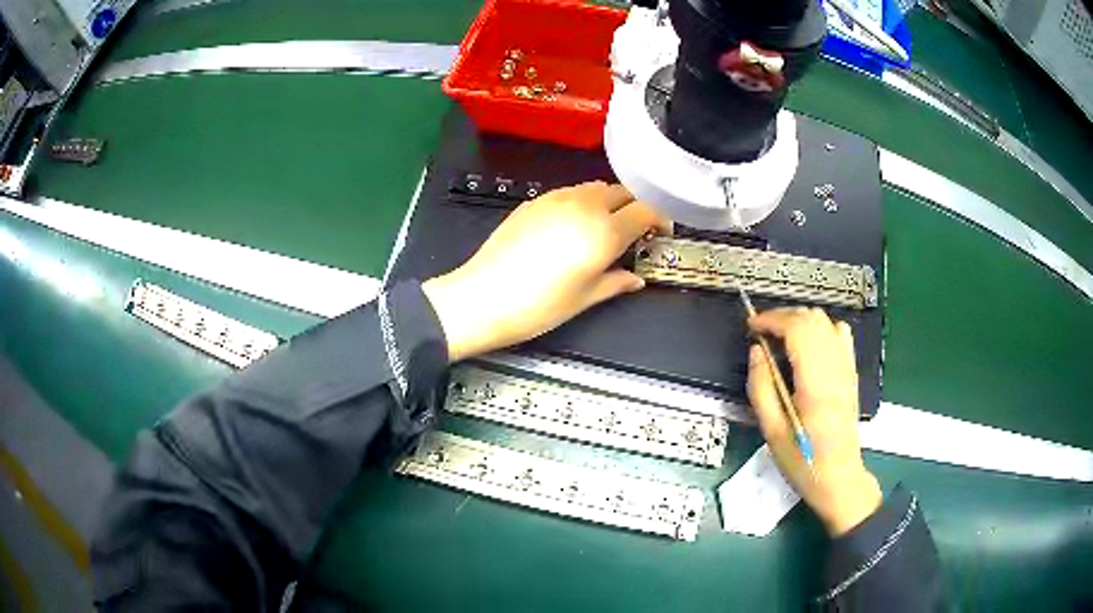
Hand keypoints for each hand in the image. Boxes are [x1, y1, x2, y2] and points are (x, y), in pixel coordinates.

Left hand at [422, 182, 669, 361]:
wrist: (482, 298)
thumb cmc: (537, 306)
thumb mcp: (584, 299)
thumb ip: (615, 282)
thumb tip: (636, 279)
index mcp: (603, 232)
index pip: (646, 209)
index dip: (661, 218)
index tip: (661, 233)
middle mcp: (583, 207)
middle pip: (623, 192)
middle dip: (636, 207)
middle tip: (636, 231)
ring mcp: (556, 199)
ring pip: (595, 188)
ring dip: (609, 202)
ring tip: (604, 228)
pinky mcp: (534, 201)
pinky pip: (569, 192)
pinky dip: (582, 202)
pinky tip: (572, 226)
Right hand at [746, 307, 881, 536]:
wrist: (839, 476)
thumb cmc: (802, 460)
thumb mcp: (771, 431)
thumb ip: (761, 387)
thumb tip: (756, 351)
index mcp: (815, 383)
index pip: (797, 329)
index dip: (771, 319)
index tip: (751, 327)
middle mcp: (835, 368)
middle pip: (812, 318)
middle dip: (783, 316)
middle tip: (761, 332)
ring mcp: (847, 368)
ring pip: (826, 320)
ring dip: (800, 320)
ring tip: (781, 336)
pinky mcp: (851, 372)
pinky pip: (840, 333)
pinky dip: (820, 328)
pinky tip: (807, 344)